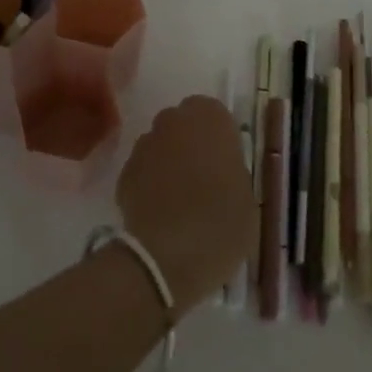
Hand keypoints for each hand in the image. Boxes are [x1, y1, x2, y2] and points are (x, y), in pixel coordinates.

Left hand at [116, 96, 256, 314]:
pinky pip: (142, 171)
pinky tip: (159, 213)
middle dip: (190, 144)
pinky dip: (149, 184)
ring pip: (160, 145)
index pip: (214, 114)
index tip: (224, 163)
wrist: (165, 257)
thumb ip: (232, 172)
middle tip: (203, 178)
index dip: (218, 138)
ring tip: (179, 199)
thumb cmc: (220, 223)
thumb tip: (222, 173)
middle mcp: (174, 121)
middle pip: (183, 124)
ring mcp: (145, 145)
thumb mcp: (247, 198)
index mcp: (211, 119)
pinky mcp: (124, 173)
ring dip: (168, 162)